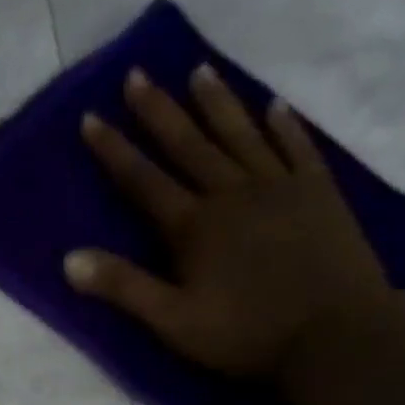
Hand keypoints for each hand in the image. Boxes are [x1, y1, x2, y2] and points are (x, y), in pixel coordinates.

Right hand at [68, 64, 387, 379]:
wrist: (336, 334)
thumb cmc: (244, 334)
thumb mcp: (172, 321)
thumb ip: (123, 287)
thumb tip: (68, 260)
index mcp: (193, 227)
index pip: (142, 180)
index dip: (114, 149)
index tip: (91, 116)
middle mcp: (232, 194)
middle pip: (189, 144)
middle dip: (159, 110)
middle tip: (138, 73)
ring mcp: (280, 188)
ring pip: (241, 135)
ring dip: (217, 103)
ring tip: (199, 70)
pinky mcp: (319, 193)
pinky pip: (297, 148)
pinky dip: (284, 125)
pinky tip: (274, 106)